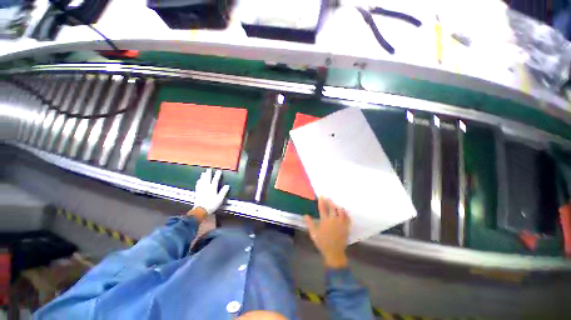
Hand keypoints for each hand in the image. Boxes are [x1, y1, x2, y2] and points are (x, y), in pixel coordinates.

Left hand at [192, 168, 229, 214]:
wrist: (201, 210)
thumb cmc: (212, 205)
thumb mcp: (220, 199)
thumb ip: (223, 192)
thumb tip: (227, 186)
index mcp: (212, 188)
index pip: (215, 180)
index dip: (217, 175)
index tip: (219, 171)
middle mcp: (206, 187)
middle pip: (207, 179)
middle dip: (208, 174)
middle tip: (208, 169)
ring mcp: (201, 190)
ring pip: (202, 181)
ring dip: (203, 177)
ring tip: (203, 173)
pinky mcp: (197, 192)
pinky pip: (198, 185)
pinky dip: (198, 182)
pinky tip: (198, 180)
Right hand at [304, 197, 350, 268]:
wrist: (334, 252)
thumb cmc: (322, 242)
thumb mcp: (313, 233)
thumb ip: (309, 223)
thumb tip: (305, 215)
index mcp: (325, 221)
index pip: (323, 208)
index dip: (321, 201)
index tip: (321, 196)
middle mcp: (334, 220)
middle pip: (332, 208)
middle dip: (330, 201)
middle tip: (328, 198)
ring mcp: (341, 223)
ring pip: (341, 211)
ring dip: (338, 206)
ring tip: (335, 204)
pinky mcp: (346, 227)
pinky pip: (347, 218)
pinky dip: (346, 213)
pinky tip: (344, 211)